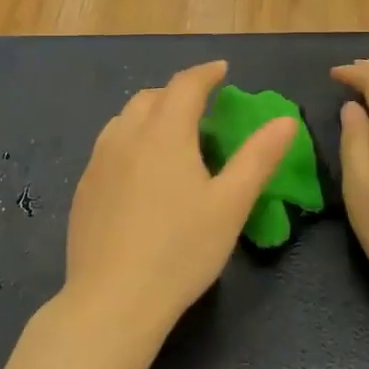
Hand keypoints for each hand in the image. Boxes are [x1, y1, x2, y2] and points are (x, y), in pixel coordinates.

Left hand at [59, 61, 295, 349]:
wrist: (114, 298)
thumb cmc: (181, 250)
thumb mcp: (230, 205)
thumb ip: (258, 158)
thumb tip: (284, 120)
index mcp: (164, 133)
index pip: (185, 86)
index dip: (206, 73)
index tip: (222, 70)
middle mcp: (125, 137)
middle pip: (150, 97)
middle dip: (176, 93)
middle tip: (200, 107)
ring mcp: (98, 162)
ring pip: (124, 120)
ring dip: (149, 114)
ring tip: (169, 134)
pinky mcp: (84, 188)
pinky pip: (108, 147)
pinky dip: (129, 140)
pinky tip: (138, 170)